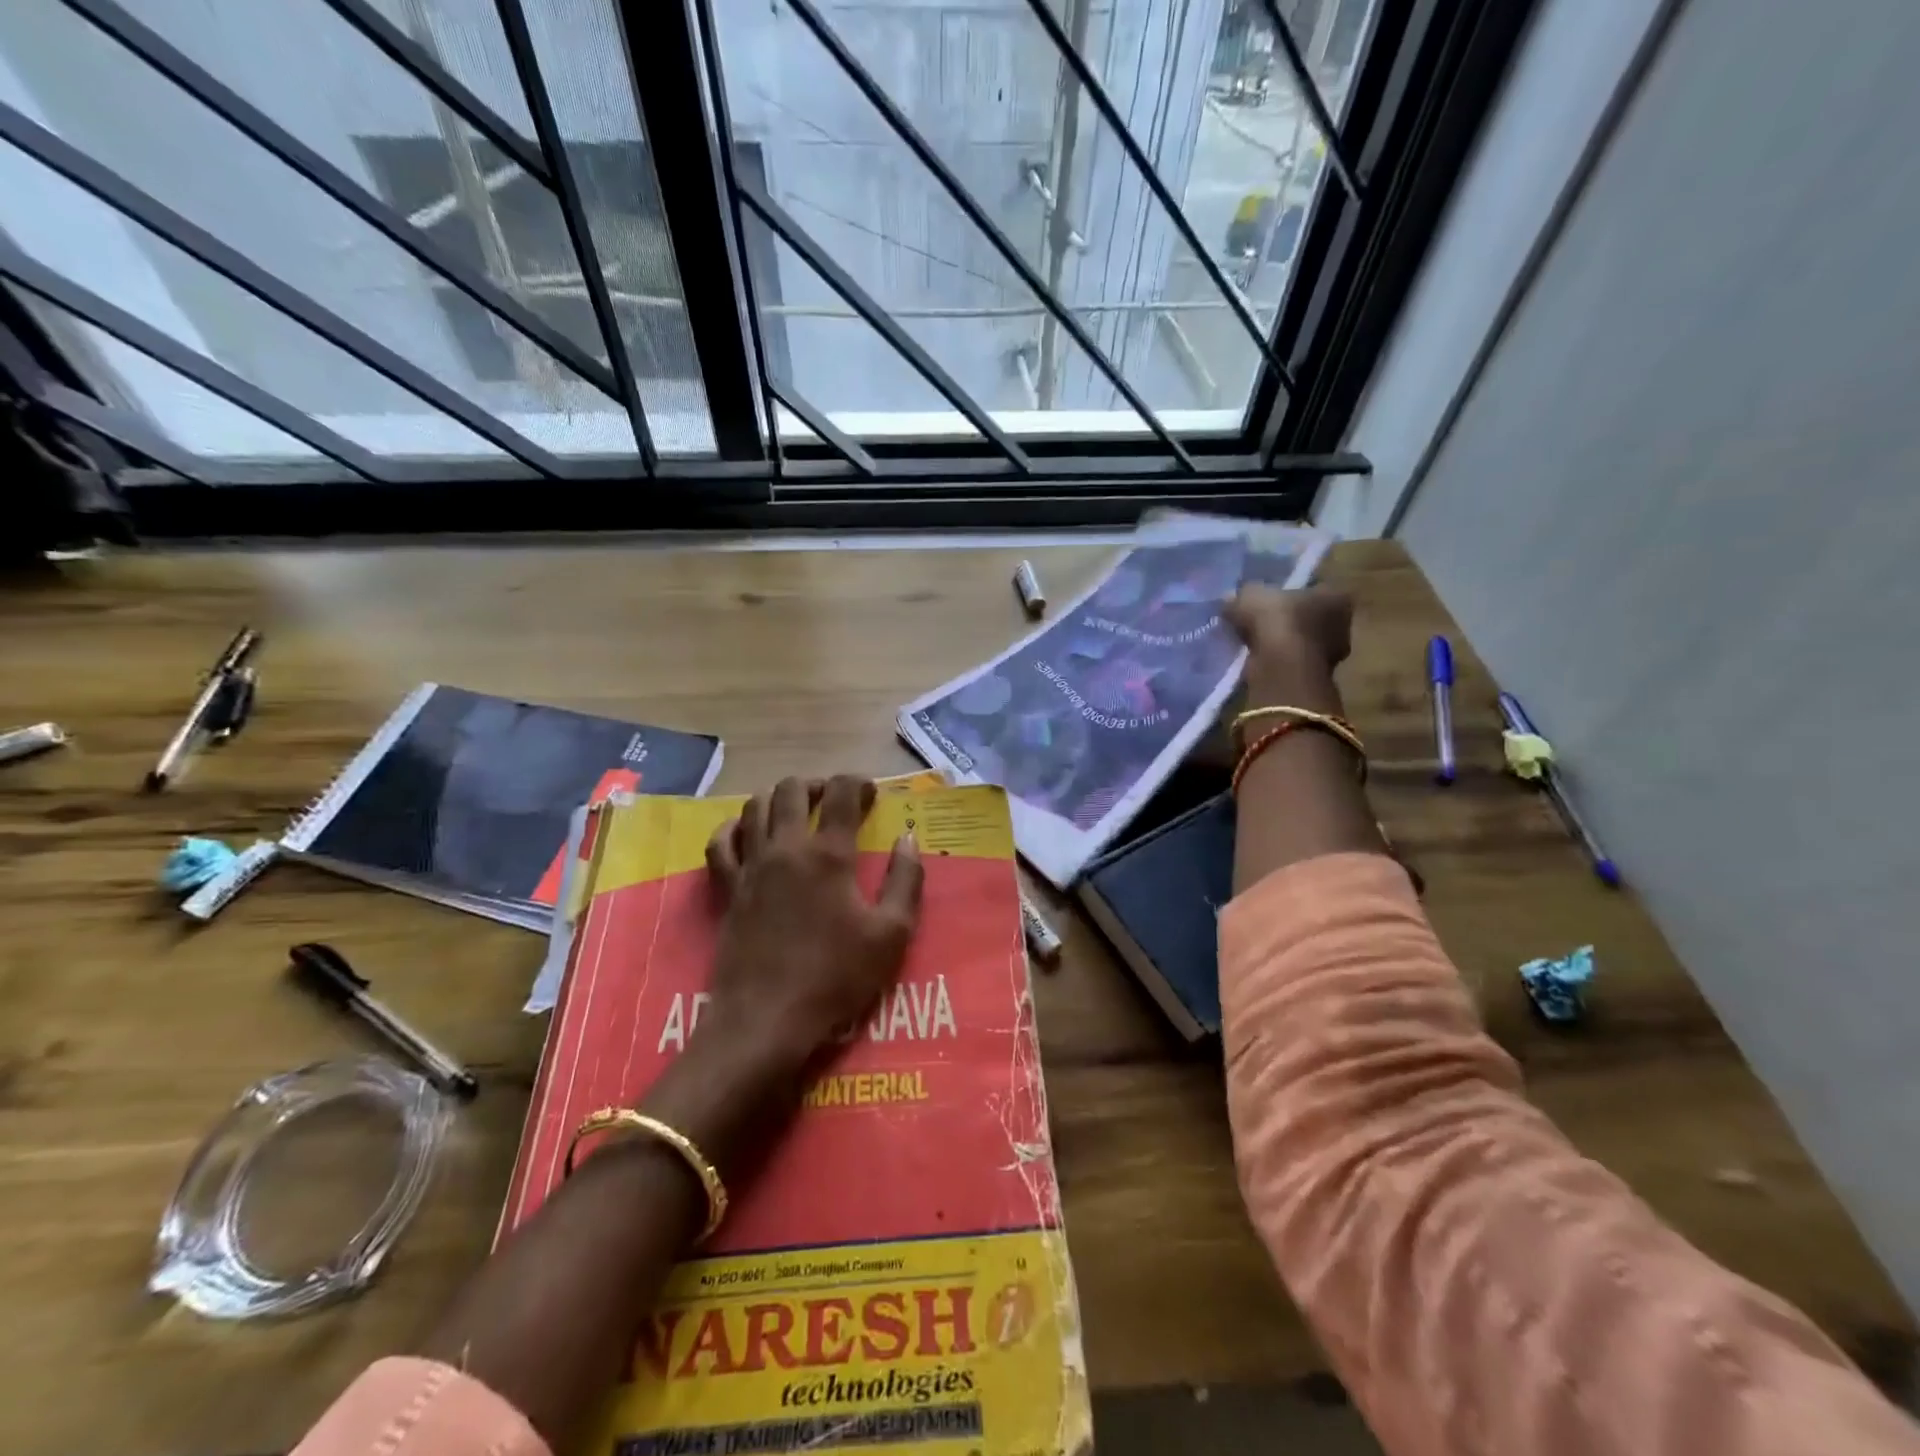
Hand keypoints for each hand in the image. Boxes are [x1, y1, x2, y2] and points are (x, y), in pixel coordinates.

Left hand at [700, 775, 923, 1073]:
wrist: (767, 1020)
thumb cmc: (836, 978)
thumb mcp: (891, 934)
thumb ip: (905, 880)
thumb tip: (908, 838)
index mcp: (828, 855)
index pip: (841, 793)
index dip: (858, 783)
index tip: (871, 794)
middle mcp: (786, 849)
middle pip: (792, 790)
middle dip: (817, 785)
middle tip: (834, 801)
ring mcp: (750, 867)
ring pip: (754, 807)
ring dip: (778, 799)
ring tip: (795, 812)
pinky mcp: (727, 890)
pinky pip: (720, 843)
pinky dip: (733, 828)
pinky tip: (745, 832)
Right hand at [1226, 585, 1352, 711]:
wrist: (1282, 668)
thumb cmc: (1277, 621)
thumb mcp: (1250, 595)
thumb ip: (1243, 594)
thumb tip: (1232, 599)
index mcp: (1336, 595)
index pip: (1314, 589)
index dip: (1290, 593)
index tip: (1269, 600)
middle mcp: (1343, 624)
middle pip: (1310, 618)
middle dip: (1288, 621)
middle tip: (1260, 623)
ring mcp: (1332, 655)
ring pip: (1302, 644)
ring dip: (1282, 645)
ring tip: (1254, 645)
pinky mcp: (1316, 679)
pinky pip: (1293, 665)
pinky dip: (1278, 664)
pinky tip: (1258, 662)